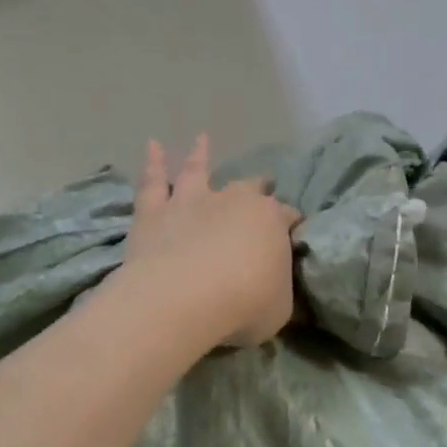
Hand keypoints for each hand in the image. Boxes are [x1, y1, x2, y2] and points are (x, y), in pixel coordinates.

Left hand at [120, 134, 300, 347]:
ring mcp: (191, 202)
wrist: (184, 299)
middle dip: (258, 186)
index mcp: (270, 221)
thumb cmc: (243, 305)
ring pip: (197, 171)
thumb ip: (277, 288)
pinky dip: (153, 163)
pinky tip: (152, 145)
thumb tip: (275, 284)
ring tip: (201, 138)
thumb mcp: (279, 308)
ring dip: (200, 154)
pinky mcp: (154, 212)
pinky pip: (153, 182)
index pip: (286, 216)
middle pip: (249, 188)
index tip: (293, 230)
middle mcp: (233, 201)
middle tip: (264, 182)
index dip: (290, 223)